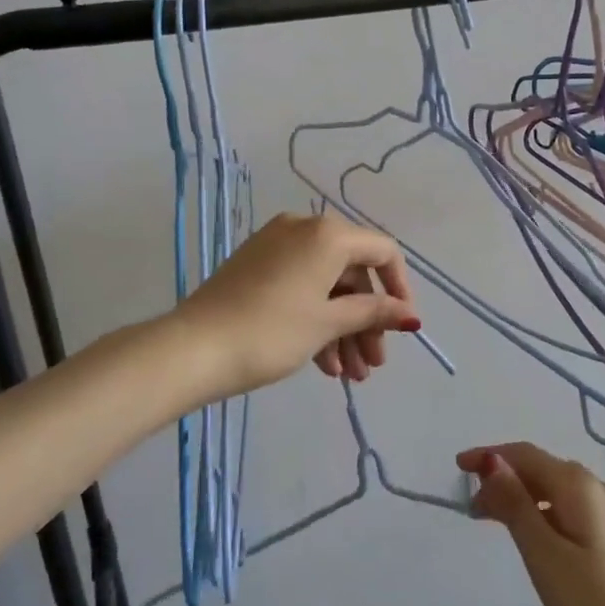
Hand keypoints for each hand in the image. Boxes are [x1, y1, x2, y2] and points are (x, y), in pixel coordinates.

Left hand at [174, 213, 421, 398]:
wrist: (193, 348)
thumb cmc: (271, 331)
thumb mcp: (328, 323)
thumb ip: (374, 314)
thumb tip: (411, 316)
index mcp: (327, 234)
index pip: (382, 252)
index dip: (399, 289)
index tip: (403, 328)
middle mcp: (304, 228)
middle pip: (353, 273)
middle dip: (367, 321)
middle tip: (372, 365)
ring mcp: (276, 246)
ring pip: (326, 285)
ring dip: (342, 329)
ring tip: (349, 376)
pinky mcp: (256, 266)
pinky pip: (300, 287)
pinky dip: (316, 320)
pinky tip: (322, 364)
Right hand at [458, 442, 604, 605]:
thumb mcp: (544, 554)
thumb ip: (516, 504)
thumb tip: (491, 461)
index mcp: (578, 485)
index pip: (525, 455)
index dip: (490, 457)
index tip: (457, 467)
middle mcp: (599, 489)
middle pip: (542, 470)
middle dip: (505, 480)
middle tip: (473, 508)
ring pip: (559, 492)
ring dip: (525, 498)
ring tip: (498, 523)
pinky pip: (574, 511)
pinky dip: (546, 514)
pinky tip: (540, 540)